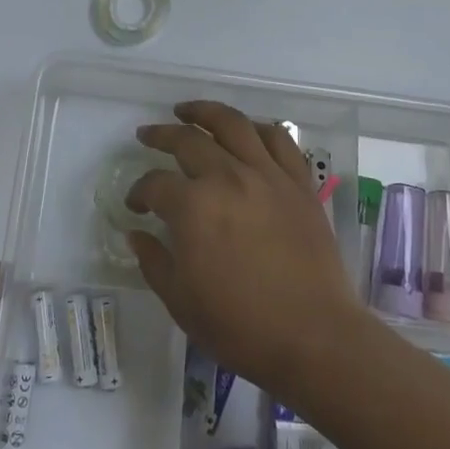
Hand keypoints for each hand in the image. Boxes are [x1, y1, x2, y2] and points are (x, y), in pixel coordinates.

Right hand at [127, 101, 366, 390]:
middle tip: (147, 135)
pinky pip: (278, 140)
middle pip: (188, 141)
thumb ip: (154, 261)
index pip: (155, 184)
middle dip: (161, 135)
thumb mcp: (181, 301)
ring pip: (232, 124)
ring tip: (187, 111)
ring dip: (204, 112)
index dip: (139, 191)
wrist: (314, 338)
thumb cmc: (240, 326)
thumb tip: (136, 233)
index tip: (135, 204)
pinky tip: (246, 130)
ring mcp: (267, 175)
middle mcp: (227, 177)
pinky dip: (258, 127)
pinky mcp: (298, 183)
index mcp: (193, 207)